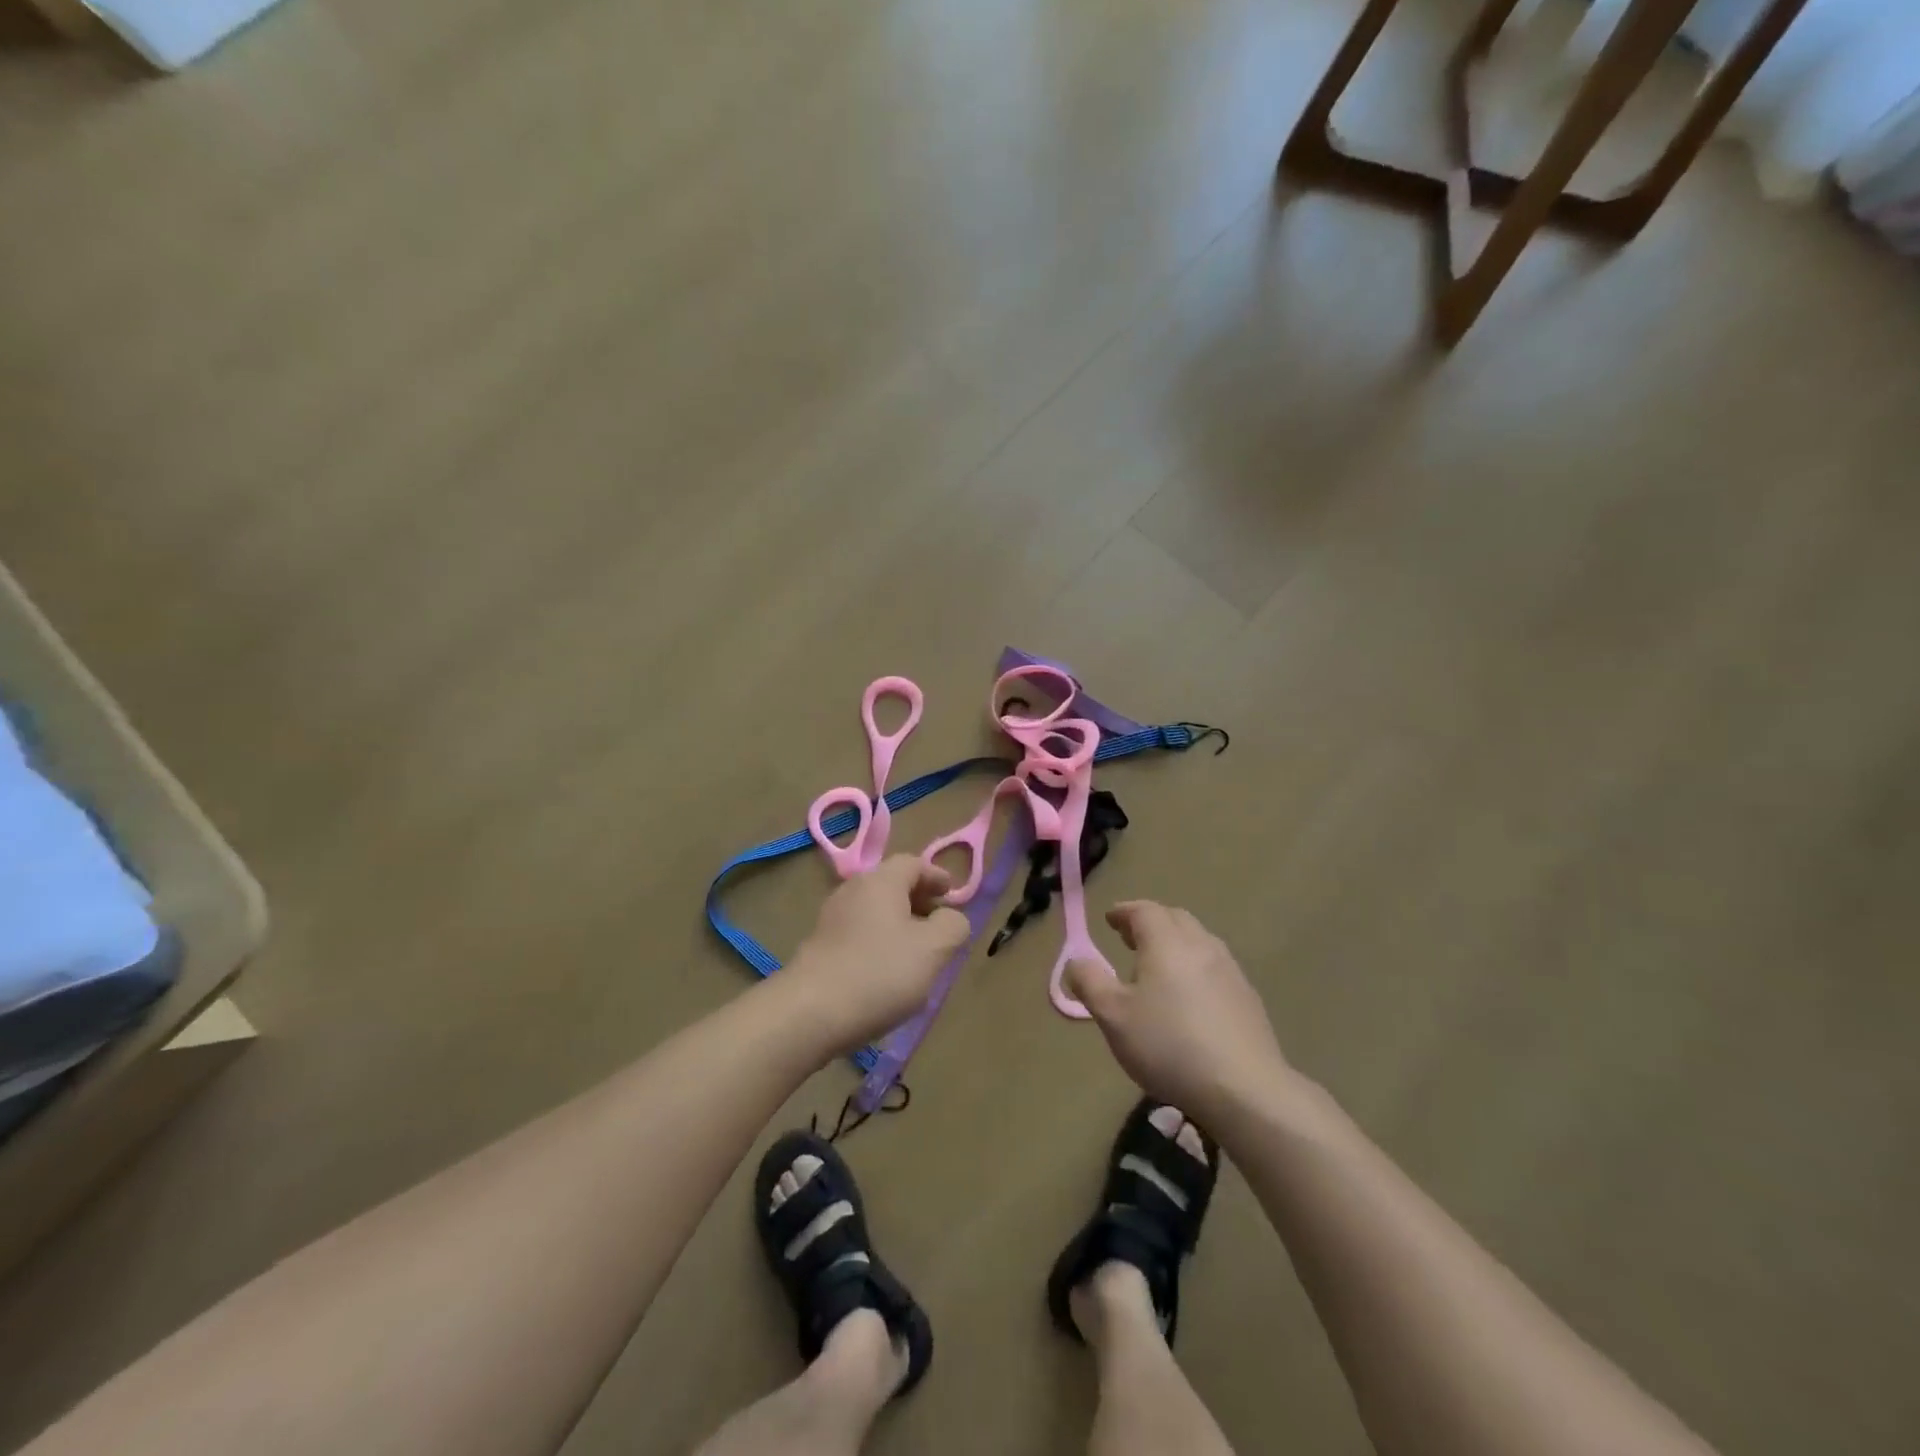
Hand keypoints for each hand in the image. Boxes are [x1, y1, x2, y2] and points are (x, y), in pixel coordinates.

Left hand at [785, 856, 970, 1055]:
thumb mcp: (934, 949)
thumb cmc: (880, 972)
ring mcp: (831, 919)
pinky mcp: (819, 947)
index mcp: (881, 880)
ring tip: (916, 954)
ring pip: (874, 911)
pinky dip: (878, 943)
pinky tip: (886, 973)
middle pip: (891, 885)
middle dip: (918, 901)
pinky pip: (858, 934)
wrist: (809, 1013)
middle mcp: (853, 890)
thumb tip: (951, 916)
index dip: (937, 876)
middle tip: (939, 925)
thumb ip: (953, 925)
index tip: (952, 896)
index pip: (913, 863)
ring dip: (898, 925)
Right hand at [1066, 902, 1290, 1124]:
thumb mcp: (1113, 1016)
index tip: (1109, 920)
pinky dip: (1195, 967)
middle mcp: (1201, 945)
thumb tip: (1076, 960)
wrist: (1244, 1089)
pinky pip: (1215, 967)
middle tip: (1129, 939)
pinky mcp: (1248, 998)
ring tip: (1158, 967)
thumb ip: (1090, 982)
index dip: (1123, 912)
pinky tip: (1190, 997)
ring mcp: (1230, 970)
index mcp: (1166, 942)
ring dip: (1175, 943)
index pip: (1143, 911)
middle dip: (1150, 922)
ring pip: (1198, 941)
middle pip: (1175, 918)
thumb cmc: (1168, 1046)